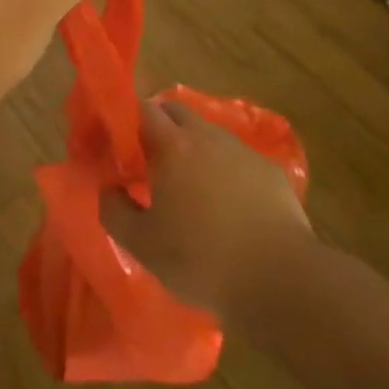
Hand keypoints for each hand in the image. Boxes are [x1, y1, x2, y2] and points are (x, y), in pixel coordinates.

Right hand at [100, 99, 312, 321]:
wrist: (279, 280)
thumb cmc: (201, 259)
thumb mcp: (142, 245)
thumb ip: (114, 210)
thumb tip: (109, 189)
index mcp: (173, 145)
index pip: (142, 109)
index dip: (126, 120)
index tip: (117, 144)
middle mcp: (207, 136)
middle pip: (175, 111)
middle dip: (157, 126)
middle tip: (146, 160)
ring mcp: (242, 151)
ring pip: (207, 134)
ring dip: (191, 148)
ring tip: (186, 186)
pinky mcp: (269, 171)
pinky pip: (236, 158)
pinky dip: (223, 170)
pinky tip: (225, 205)